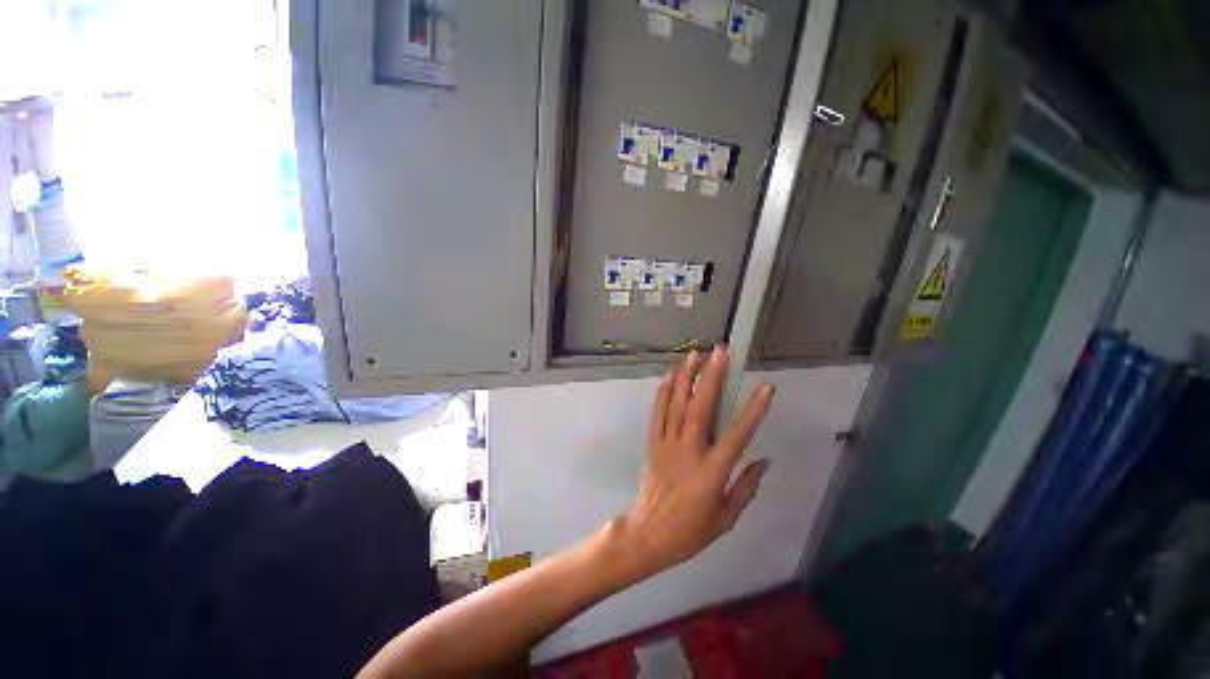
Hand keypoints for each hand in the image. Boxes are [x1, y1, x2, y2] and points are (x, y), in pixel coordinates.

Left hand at [617, 344, 774, 581]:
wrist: (648, 534)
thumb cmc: (690, 532)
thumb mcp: (726, 518)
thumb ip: (745, 487)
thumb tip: (762, 460)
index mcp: (711, 472)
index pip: (737, 435)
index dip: (753, 410)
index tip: (766, 387)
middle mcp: (688, 451)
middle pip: (701, 408)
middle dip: (712, 377)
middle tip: (721, 352)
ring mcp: (667, 444)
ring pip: (677, 404)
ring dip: (687, 376)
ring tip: (696, 354)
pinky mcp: (653, 442)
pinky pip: (658, 412)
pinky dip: (664, 391)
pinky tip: (670, 375)